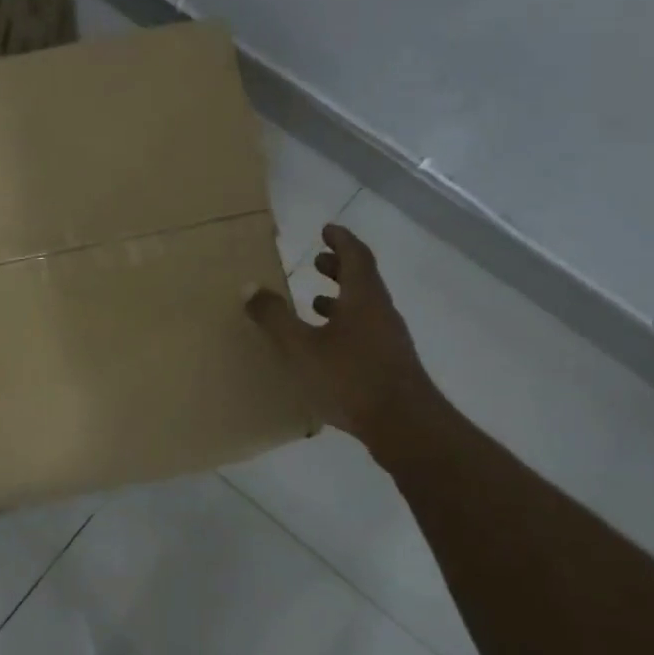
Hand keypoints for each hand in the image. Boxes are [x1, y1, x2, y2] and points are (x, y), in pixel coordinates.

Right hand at [246, 224, 437, 443]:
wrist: (404, 425)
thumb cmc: (350, 378)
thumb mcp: (302, 347)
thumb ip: (275, 317)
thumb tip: (249, 287)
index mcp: (363, 298)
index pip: (356, 256)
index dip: (341, 240)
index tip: (327, 229)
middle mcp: (381, 313)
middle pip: (363, 280)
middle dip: (339, 268)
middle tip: (318, 261)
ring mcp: (389, 340)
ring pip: (365, 308)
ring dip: (342, 299)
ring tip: (315, 302)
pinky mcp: (389, 365)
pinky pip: (366, 331)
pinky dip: (346, 325)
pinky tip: (327, 346)